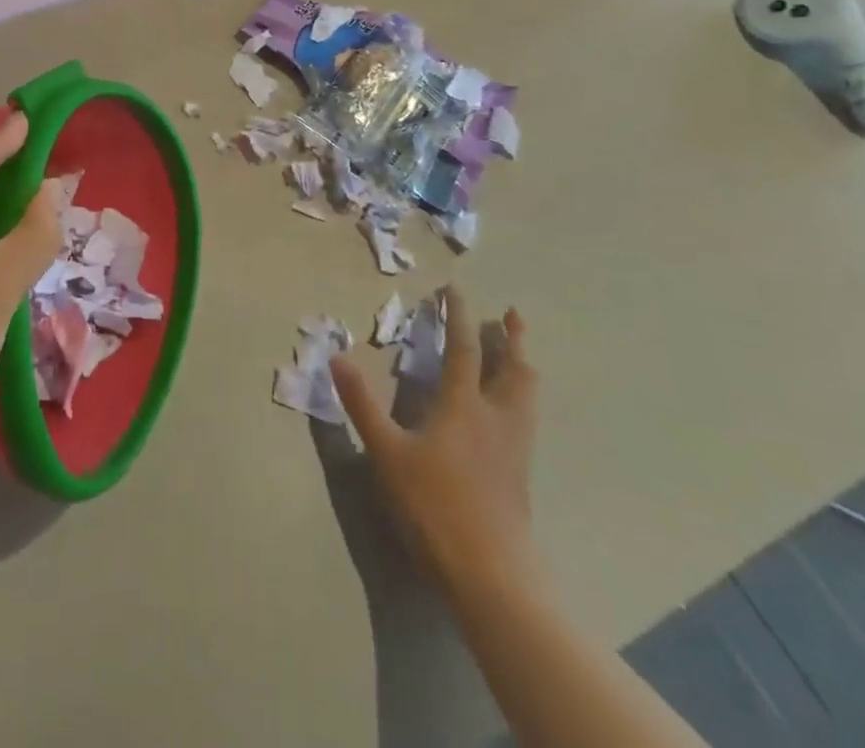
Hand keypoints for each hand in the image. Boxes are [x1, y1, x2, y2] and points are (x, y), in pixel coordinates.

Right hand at [330, 284, 540, 597]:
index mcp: (464, 405)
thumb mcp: (387, 452)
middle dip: (512, 338)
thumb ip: (362, 404)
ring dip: (522, 366)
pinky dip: (522, 398)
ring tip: (521, 354)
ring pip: (527, 395)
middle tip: (512, 314)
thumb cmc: (433, 505)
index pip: (464, 349)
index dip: (458, 316)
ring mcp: (514, 448)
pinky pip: (527, 420)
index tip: (455, 290)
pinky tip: (514, 412)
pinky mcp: (520, 474)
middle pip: (513, 369)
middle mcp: (496, 418)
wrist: (490, 573)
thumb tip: (337, 356)